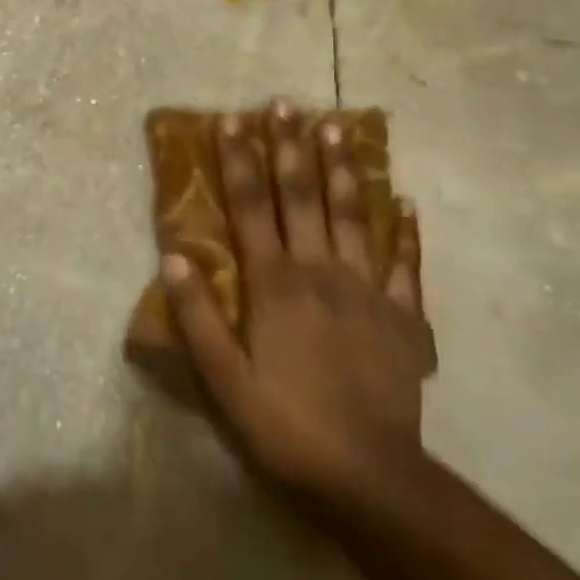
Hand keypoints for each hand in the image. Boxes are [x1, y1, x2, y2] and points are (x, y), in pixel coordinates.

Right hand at [164, 102, 434, 503]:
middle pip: (302, 196)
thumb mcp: (223, 379)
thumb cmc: (284, 424)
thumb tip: (173, 257)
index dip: (239, 160)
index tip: (233, 118)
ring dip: (342, 168)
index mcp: (274, 283)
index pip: (250, 206)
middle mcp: (320, 271)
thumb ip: (198, 316)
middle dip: (290, 146)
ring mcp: (368, 290)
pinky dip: (406, 232)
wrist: (369, 476)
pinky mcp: (404, 316)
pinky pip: (406, 264)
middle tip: (285, 103)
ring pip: (353, 215)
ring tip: (336, 127)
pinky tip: (405, 202)